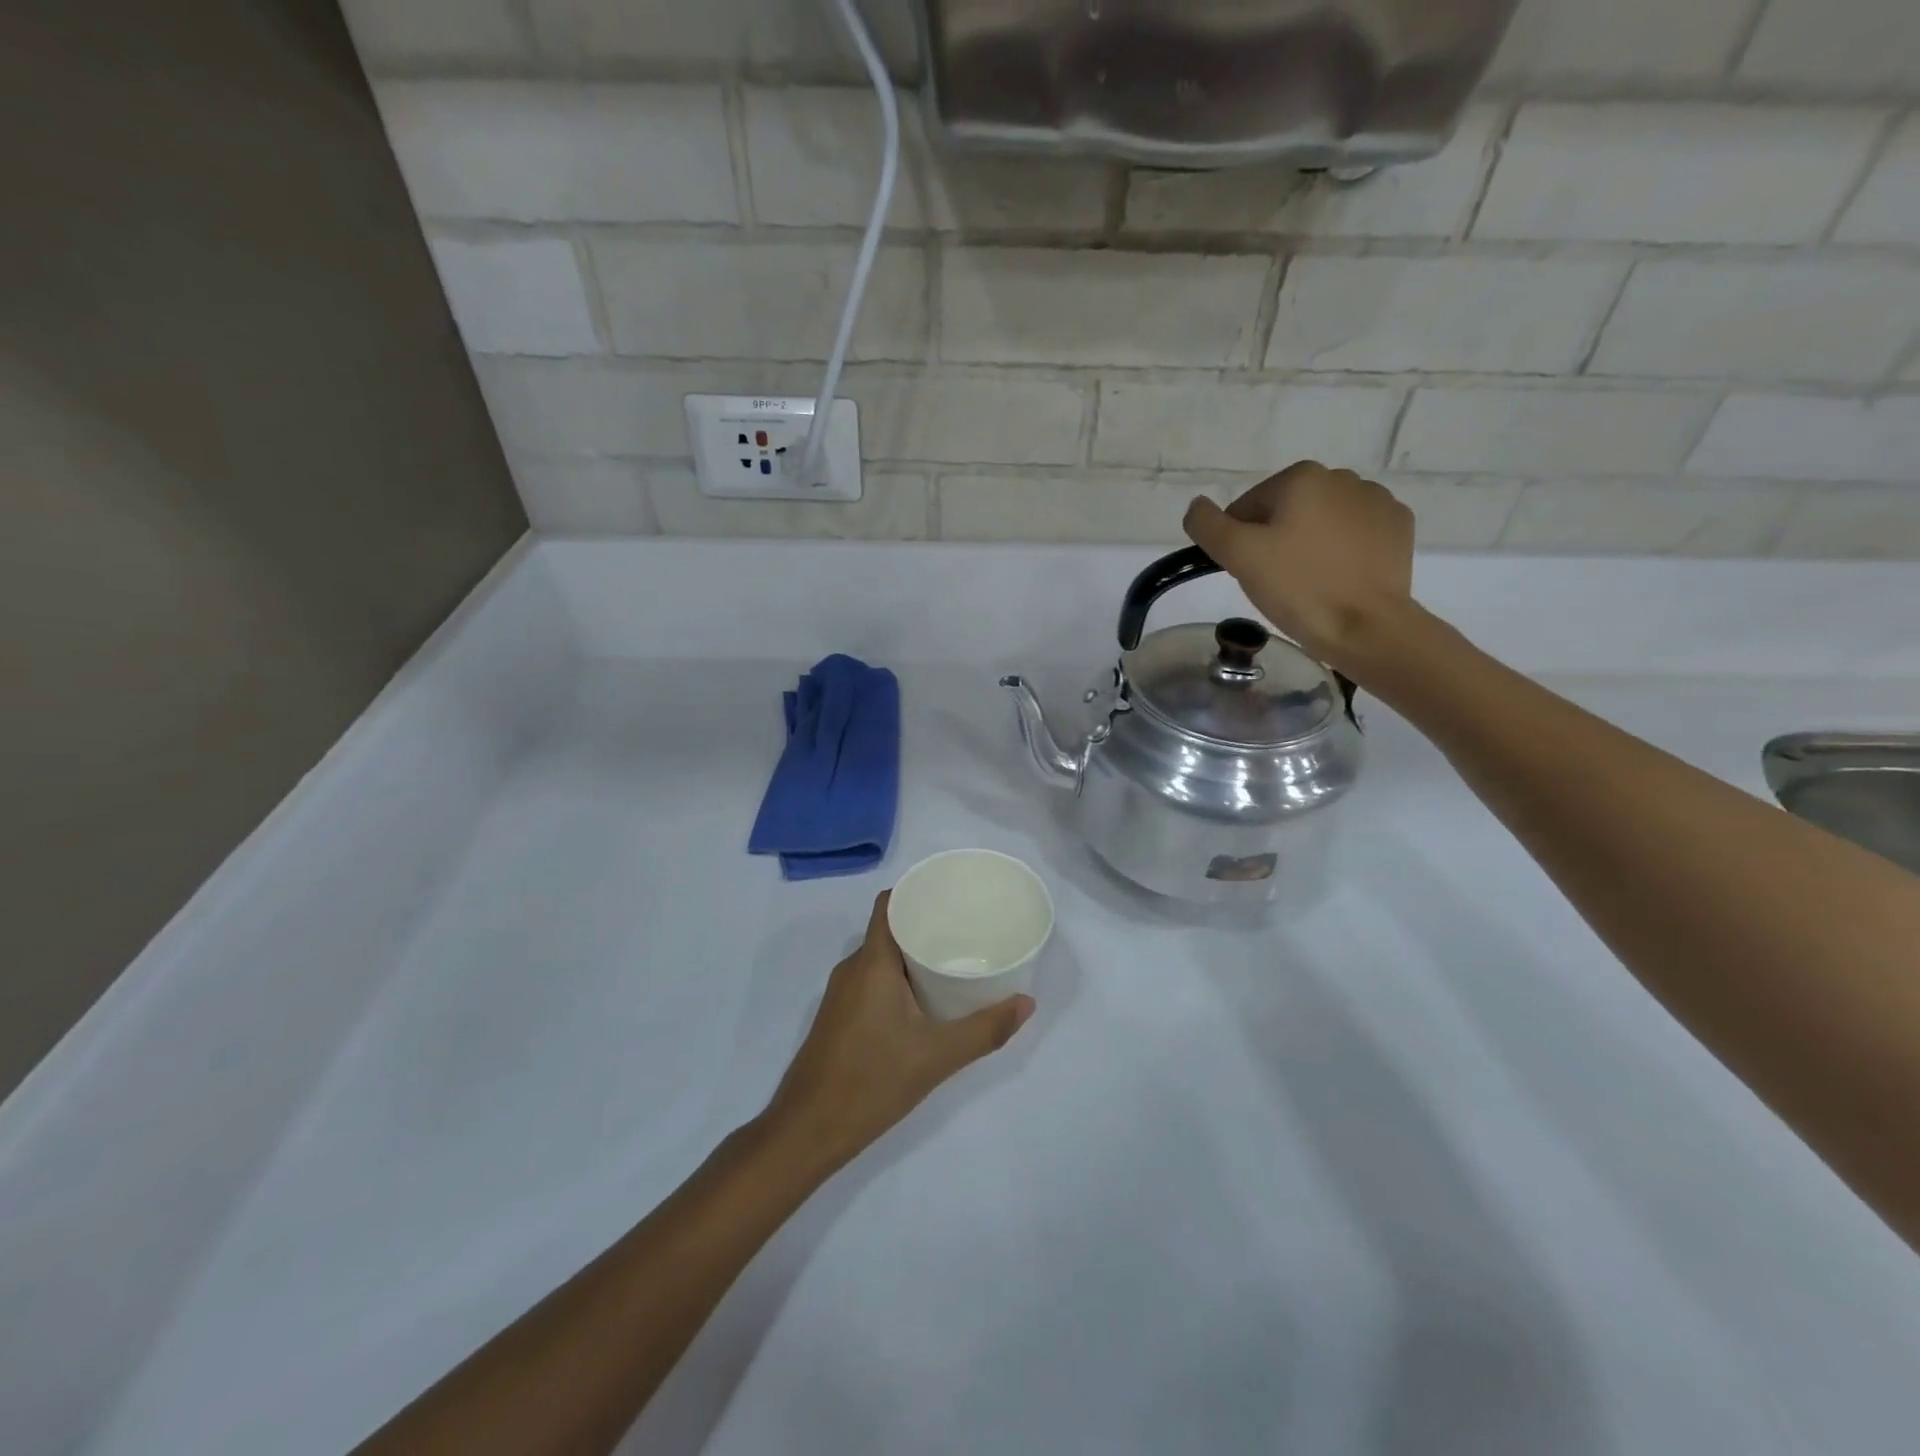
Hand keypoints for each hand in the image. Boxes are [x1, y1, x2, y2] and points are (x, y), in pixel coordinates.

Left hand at [763, 892, 1033, 1171]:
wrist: (807, 1131)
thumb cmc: (870, 1082)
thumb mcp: (936, 1057)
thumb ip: (984, 1030)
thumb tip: (1027, 1003)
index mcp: (871, 963)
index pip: (889, 904)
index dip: (917, 891)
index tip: (952, 894)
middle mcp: (852, 969)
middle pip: (889, 929)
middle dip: (925, 924)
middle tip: (966, 928)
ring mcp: (842, 994)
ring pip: (881, 957)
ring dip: (912, 953)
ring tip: (953, 958)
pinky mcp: (840, 1017)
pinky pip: (872, 980)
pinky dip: (899, 977)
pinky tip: (925, 997)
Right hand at [1183, 462, 1416, 673]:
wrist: (1367, 627)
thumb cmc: (1298, 587)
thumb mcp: (1238, 555)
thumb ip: (1207, 525)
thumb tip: (1197, 506)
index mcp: (1302, 477)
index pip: (1248, 507)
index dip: (1239, 542)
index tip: (1248, 572)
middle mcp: (1343, 478)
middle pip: (1286, 511)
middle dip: (1275, 540)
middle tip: (1275, 581)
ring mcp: (1378, 501)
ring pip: (1322, 521)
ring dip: (1308, 544)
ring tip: (1308, 583)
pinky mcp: (1398, 528)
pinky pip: (1355, 534)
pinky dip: (1341, 551)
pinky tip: (1338, 578)